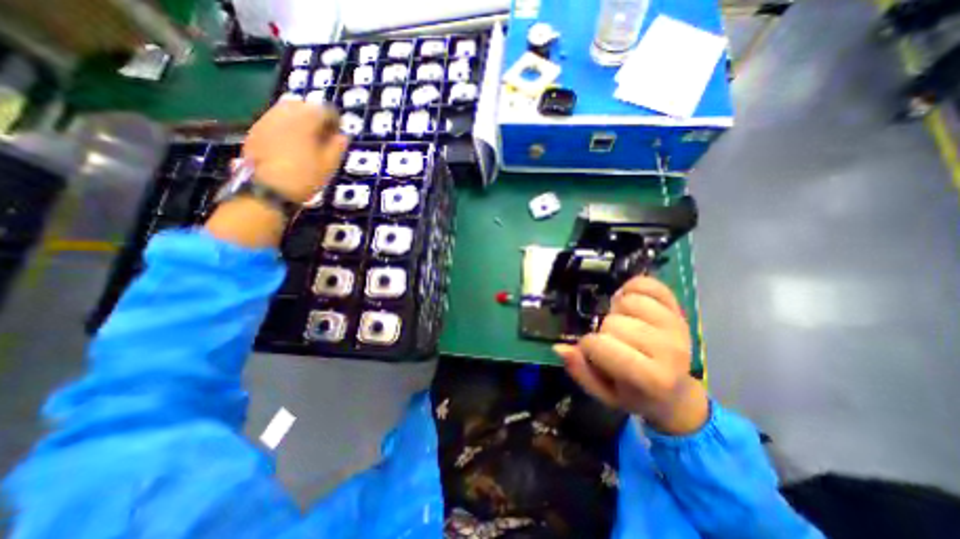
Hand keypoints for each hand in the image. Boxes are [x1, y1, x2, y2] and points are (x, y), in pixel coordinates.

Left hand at [242, 99, 346, 201]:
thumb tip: (343, 136)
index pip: (325, 109)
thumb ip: (337, 147)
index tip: (339, 133)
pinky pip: (275, 119)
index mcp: (305, 120)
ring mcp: (266, 120)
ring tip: (309, 140)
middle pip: (304, 105)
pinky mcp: (255, 129)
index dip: (336, 120)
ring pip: (287, 110)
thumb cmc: (304, 177)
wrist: (266, 190)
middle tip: (325, 135)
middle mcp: (284, 113)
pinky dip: (287, 126)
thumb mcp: (328, 165)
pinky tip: (292, 144)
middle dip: (316, 117)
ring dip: (301, 120)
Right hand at [559, 277, 707, 432]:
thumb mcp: (603, 394)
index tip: (593, 354)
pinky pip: (648, 284)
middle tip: (612, 341)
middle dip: (604, 330)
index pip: (600, 345)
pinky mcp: (679, 309)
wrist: (676, 393)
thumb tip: (559, 348)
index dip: (588, 347)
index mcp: (651, 378)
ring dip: (617, 310)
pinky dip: (632, 287)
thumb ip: (580, 372)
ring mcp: (677, 326)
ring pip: (629, 300)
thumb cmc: (634, 394)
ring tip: (622, 322)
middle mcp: (669, 350)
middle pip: (614, 322)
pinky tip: (628, 301)